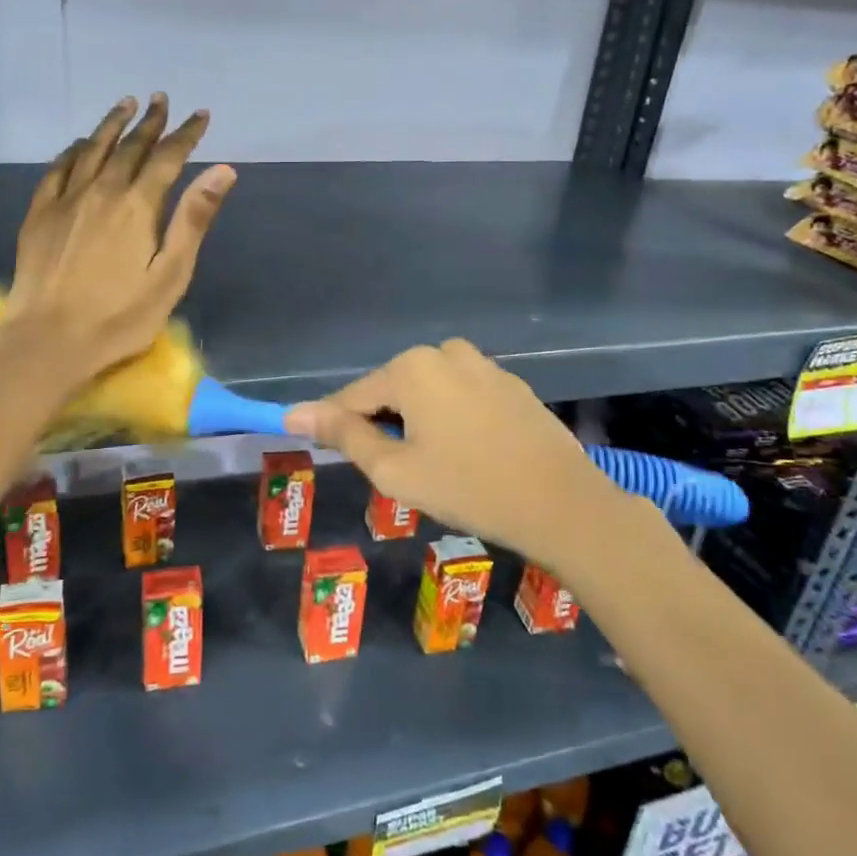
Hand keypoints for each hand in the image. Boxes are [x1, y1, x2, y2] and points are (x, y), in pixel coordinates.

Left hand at [6, 94, 234, 383]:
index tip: (200, 115)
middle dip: (150, 122)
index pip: (167, 157)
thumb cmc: (120, 316)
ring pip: (92, 149)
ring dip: (112, 125)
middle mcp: (101, 191)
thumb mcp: (170, 274)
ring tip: (125, 104)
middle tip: (161, 100)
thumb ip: (193, 219)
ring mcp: (66, 200)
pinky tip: (80, 144)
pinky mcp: (40, 214)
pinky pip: (58, 168)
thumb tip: (222, 170)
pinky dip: (74, 150)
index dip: (186, 133)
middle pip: (130, 147)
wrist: (49, 339)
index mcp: (138, 205)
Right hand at [285, 340, 644, 568]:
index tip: (330, 456)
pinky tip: (469, 455)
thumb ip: (343, 436)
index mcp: (411, 367)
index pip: (353, 396)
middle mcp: (444, 352)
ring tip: (435, 467)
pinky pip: (460, 396)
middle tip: (400, 474)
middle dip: (384, 426)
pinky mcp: (509, 383)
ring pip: (427, 392)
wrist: (562, 504)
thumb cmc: (468, 488)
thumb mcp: (395, 470)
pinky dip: (451, 419)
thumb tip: (294, 413)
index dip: (337, 427)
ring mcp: (482, 364)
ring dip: (417, 422)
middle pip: (391, 390)